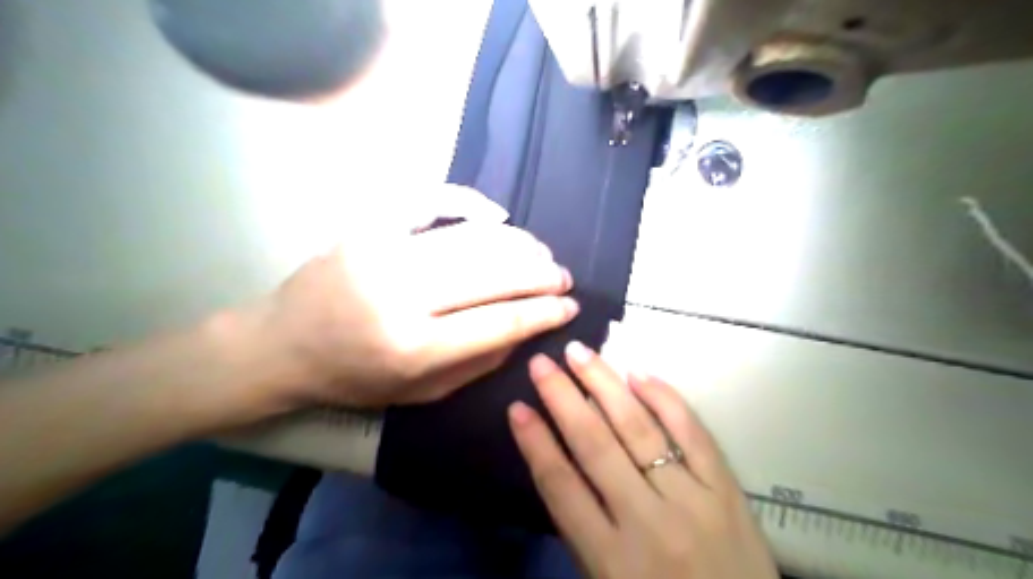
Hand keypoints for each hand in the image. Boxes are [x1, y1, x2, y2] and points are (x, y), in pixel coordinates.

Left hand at [261, 220, 579, 406]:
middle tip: (563, 276)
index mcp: (414, 348)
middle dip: (540, 274)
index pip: (500, 321)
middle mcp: (401, 296)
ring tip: (541, 252)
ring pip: (471, 238)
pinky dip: (470, 203)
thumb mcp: (421, 392)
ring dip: (517, 243)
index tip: (571, 305)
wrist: (281, 344)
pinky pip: (431, 201)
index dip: (543, 311)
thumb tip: (527, 326)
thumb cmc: (354, 378)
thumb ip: (479, 361)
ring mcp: (383, 252)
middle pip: (492, 273)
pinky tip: (497, 216)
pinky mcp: (369, 226)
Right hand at [508, 343, 774, 578]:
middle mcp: (647, 521)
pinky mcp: (727, 490)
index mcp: (611, 559)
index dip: (536, 443)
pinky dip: (665, 399)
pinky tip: (639, 373)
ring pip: (639, 430)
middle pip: (595, 446)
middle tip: (542, 363)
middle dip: (563, 399)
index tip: (517, 407)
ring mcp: (691, 501)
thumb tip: (558, 460)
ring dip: (605, 385)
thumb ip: (582, 528)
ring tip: (580, 353)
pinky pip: (693, 434)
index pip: (561, 486)